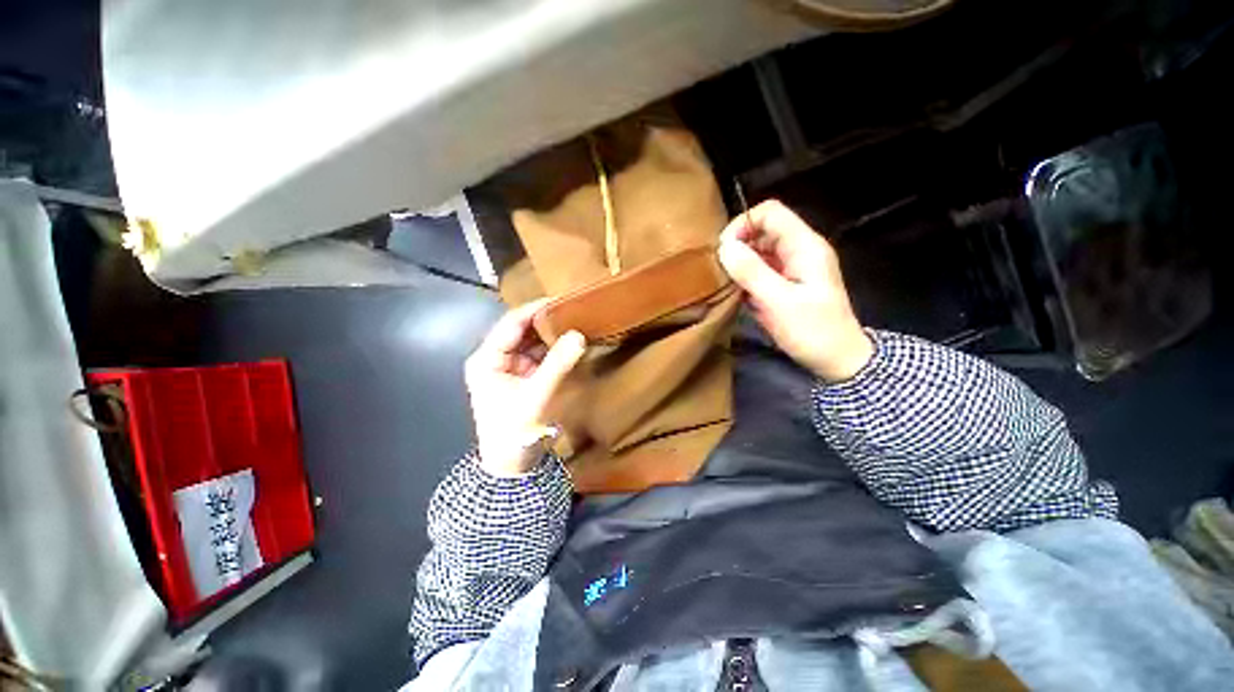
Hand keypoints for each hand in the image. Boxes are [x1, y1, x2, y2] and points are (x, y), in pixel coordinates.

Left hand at [465, 300, 586, 475]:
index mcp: (486, 359)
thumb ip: (558, 364)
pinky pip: (539, 356)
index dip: (535, 309)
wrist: (511, 467)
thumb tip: (580, 334)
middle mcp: (495, 358)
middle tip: (574, 308)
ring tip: (576, 321)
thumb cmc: (514, 432)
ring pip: (531, 342)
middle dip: (546, 320)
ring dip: (551, 334)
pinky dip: (553, 349)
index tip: (562, 299)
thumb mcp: (537, 396)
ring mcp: (509, 368)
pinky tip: (570, 342)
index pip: (511, 324)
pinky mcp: (522, 377)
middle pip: (521, 330)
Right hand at [718, 200, 872, 382]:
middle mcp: (799, 250)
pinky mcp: (787, 282)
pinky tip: (739, 294)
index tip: (724, 251)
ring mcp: (793, 267)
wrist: (838, 360)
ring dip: (740, 263)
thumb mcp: (779, 302)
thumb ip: (752, 272)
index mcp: (805, 246)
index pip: (770, 213)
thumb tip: (724, 247)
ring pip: (759, 250)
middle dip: (738, 245)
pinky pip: (761, 269)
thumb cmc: (813, 331)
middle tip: (720, 271)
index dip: (743, 224)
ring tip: (726, 284)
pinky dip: (746, 277)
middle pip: (762, 230)